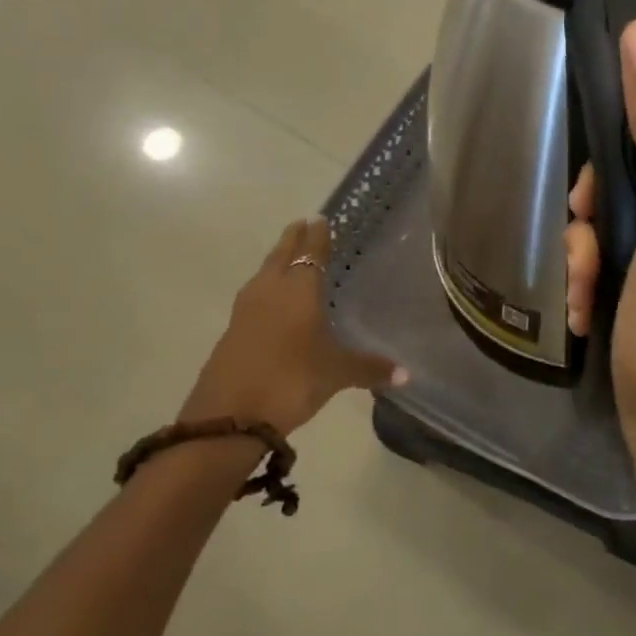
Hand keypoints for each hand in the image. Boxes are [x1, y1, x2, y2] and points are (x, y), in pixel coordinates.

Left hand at [180, 217, 403, 435]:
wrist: (229, 416)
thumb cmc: (291, 380)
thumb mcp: (337, 374)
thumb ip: (370, 368)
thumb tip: (407, 374)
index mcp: (299, 291)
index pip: (311, 255)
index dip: (318, 238)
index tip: (320, 219)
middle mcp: (270, 292)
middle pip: (281, 257)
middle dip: (293, 240)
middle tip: (302, 224)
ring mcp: (246, 312)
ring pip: (263, 275)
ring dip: (276, 262)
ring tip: (287, 256)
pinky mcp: (232, 333)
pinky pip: (254, 297)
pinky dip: (266, 288)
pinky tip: (272, 300)